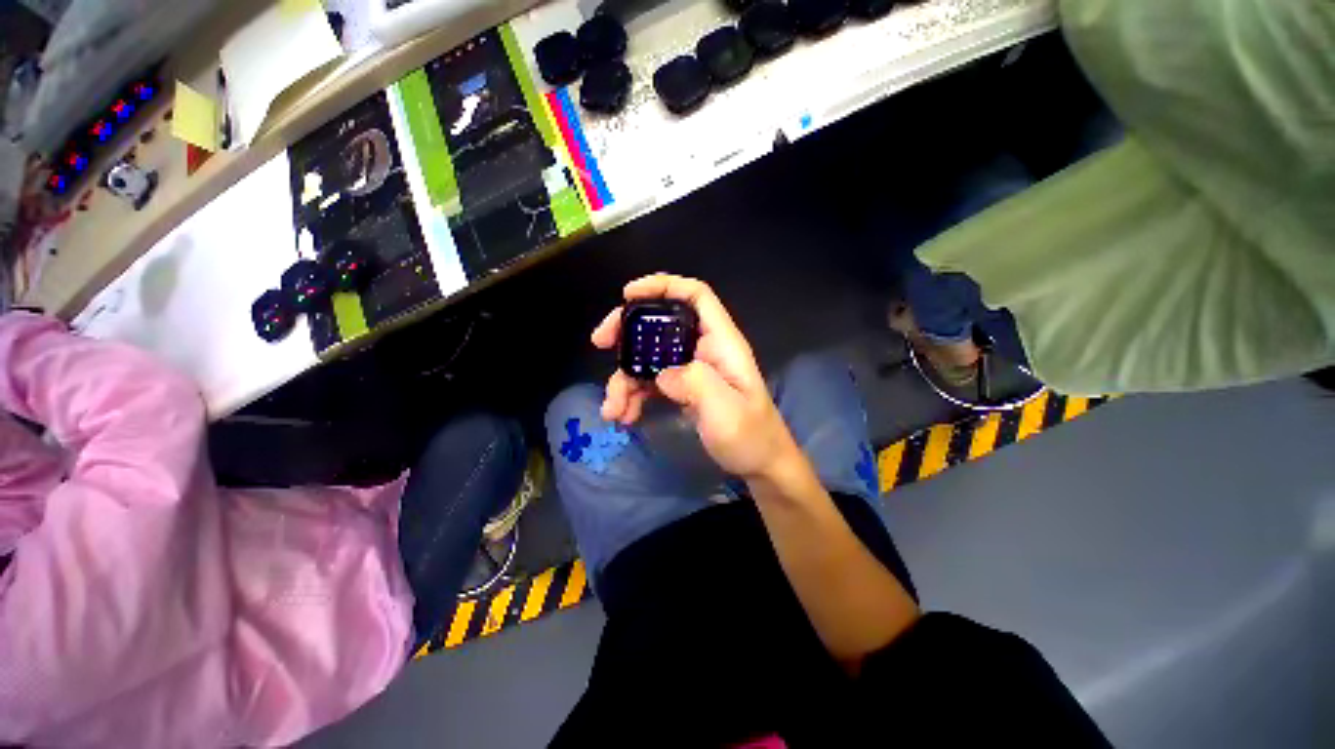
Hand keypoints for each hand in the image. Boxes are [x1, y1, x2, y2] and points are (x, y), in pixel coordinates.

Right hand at [591, 274, 800, 479]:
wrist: (758, 465)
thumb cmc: (750, 437)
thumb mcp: (727, 411)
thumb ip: (697, 383)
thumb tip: (662, 374)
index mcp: (721, 343)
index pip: (695, 296)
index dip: (664, 285)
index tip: (628, 294)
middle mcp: (703, 349)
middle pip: (661, 323)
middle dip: (628, 331)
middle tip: (600, 342)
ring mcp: (691, 369)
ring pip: (649, 356)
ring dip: (625, 378)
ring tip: (612, 409)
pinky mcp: (682, 388)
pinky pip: (650, 381)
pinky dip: (633, 395)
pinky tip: (624, 415)